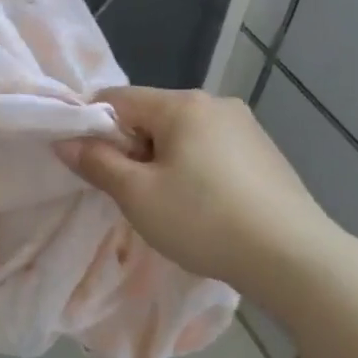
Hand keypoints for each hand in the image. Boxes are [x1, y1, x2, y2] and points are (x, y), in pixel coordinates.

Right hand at [55, 87, 339, 292]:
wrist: (294, 258)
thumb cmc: (203, 220)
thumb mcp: (137, 195)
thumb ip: (96, 162)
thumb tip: (63, 141)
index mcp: (182, 104)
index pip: (116, 99)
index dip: (92, 128)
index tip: (90, 166)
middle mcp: (215, 103)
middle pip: (150, 115)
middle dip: (130, 148)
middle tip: (130, 193)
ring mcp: (246, 126)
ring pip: (181, 134)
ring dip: (161, 161)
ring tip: (167, 205)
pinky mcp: (264, 152)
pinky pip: (210, 149)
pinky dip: (193, 169)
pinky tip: (203, 206)